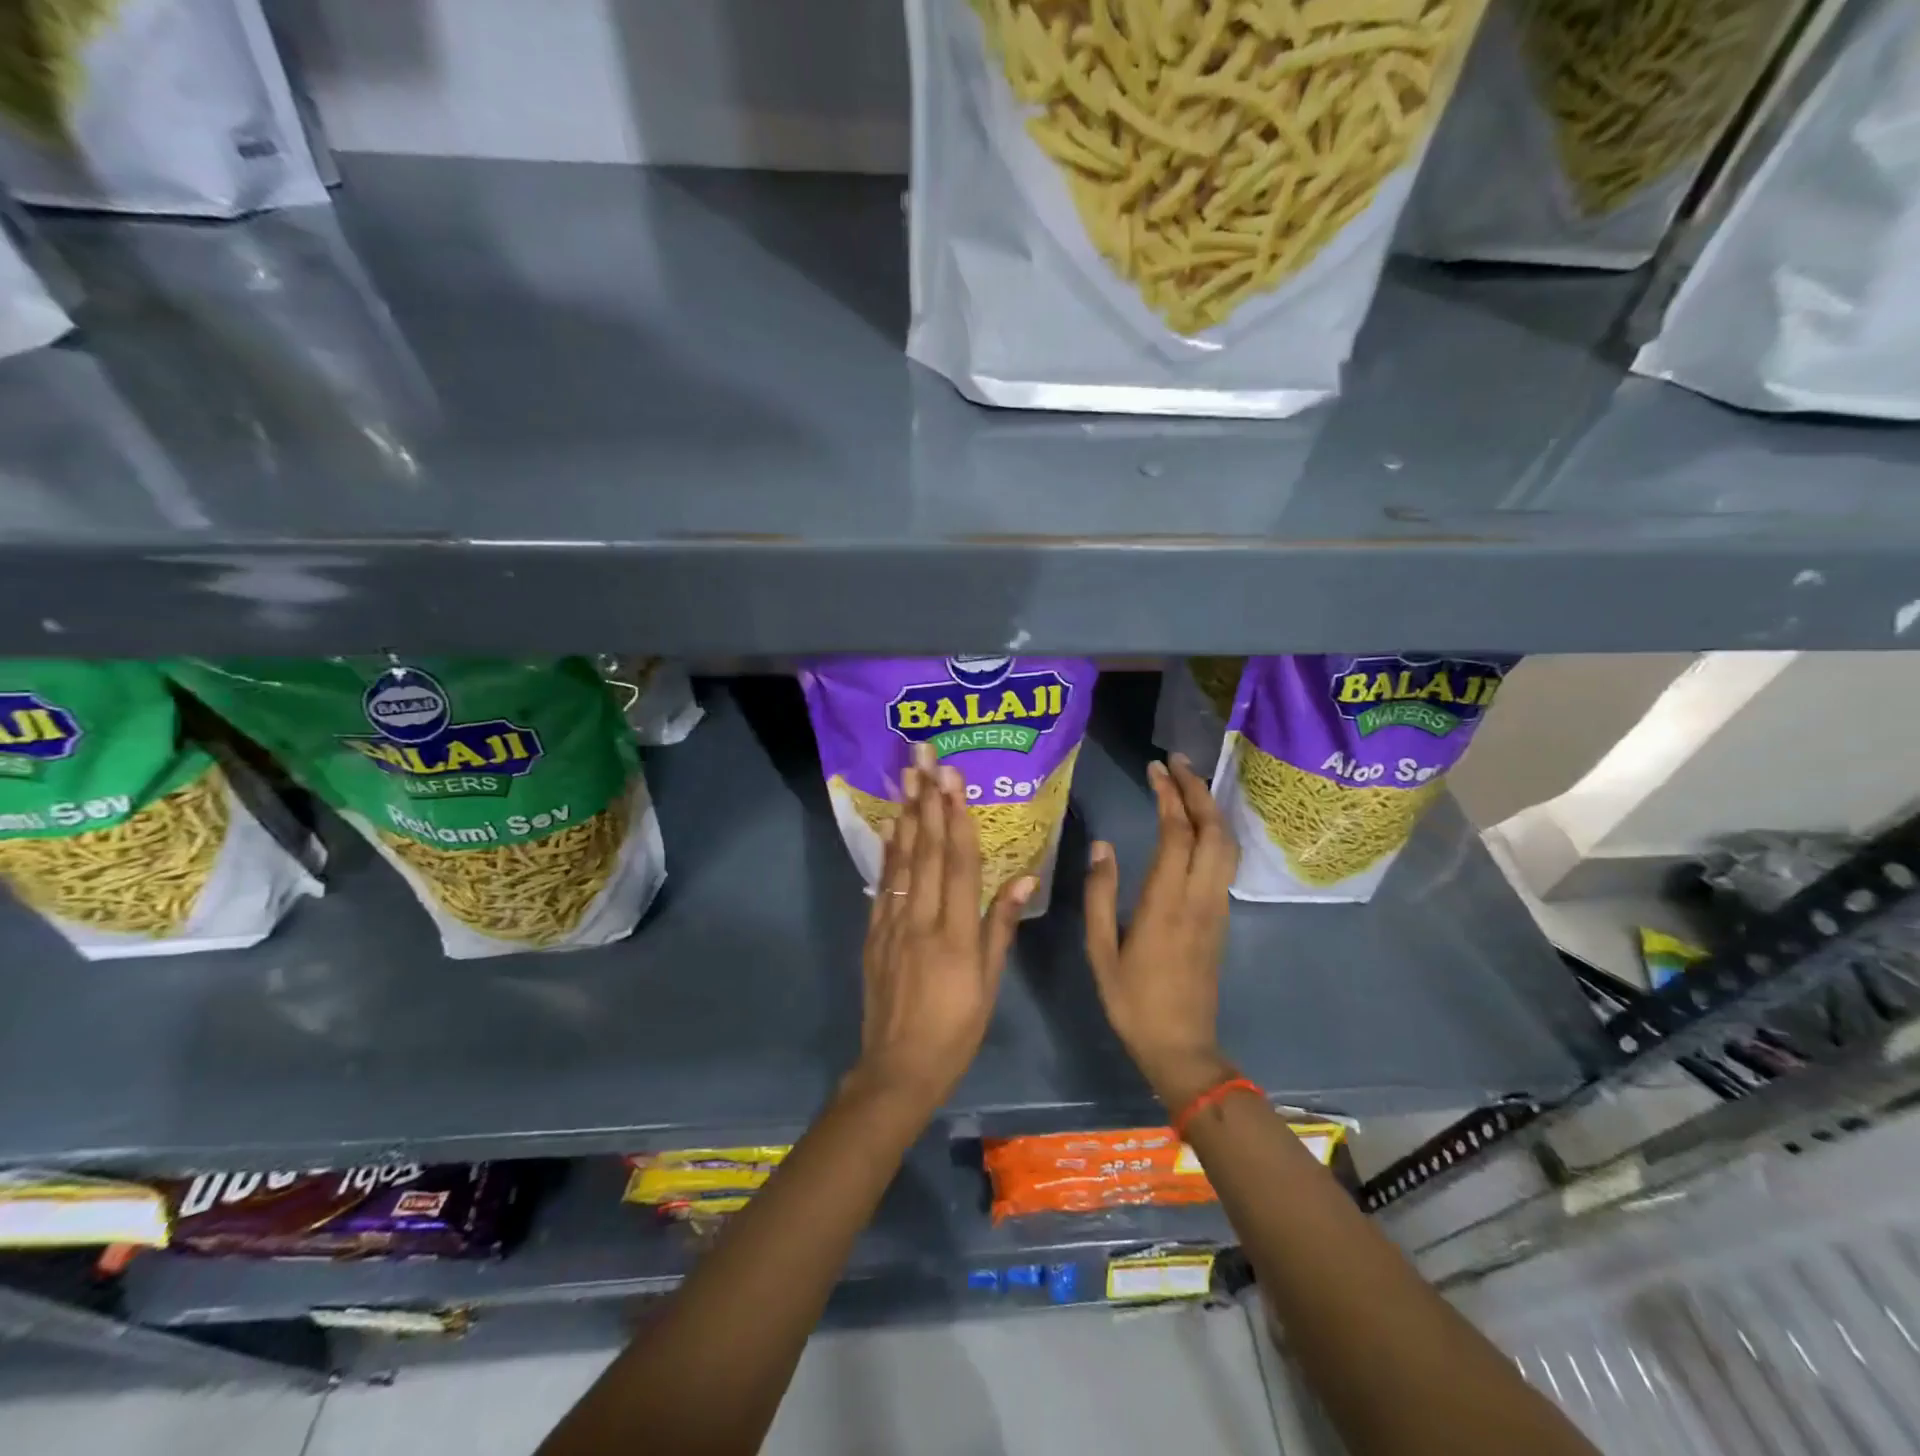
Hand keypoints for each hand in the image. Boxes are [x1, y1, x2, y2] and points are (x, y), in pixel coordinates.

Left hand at [850, 743, 1033, 1118]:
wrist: (897, 1068)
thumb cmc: (956, 1029)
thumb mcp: (989, 985)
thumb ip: (1001, 928)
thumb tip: (1023, 880)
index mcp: (956, 933)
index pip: (959, 864)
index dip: (957, 818)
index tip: (954, 779)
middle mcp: (921, 919)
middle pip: (927, 851)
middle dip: (927, 800)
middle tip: (924, 759)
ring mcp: (892, 924)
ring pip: (902, 861)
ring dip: (906, 816)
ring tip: (906, 778)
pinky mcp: (874, 934)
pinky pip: (882, 885)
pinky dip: (886, 853)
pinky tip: (889, 827)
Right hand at [1085, 753, 1238, 1109]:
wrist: (1182, 1047)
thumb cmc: (1132, 1001)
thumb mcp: (1100, 951)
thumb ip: (1100, 895)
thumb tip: (1102, 846)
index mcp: (1165, 903)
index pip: (1176, 834)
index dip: (1168, 796)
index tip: (1154, 768)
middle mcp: (1199, 898)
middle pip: (1212, 831)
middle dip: (1197, 790)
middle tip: (1176, 762)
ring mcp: (1216, 907)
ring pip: (1226, 845)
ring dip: (1210, 808)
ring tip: (1188, 783)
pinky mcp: (1221, 918)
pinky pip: (1225, 862)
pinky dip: (1215, 832)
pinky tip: (1198, 824)